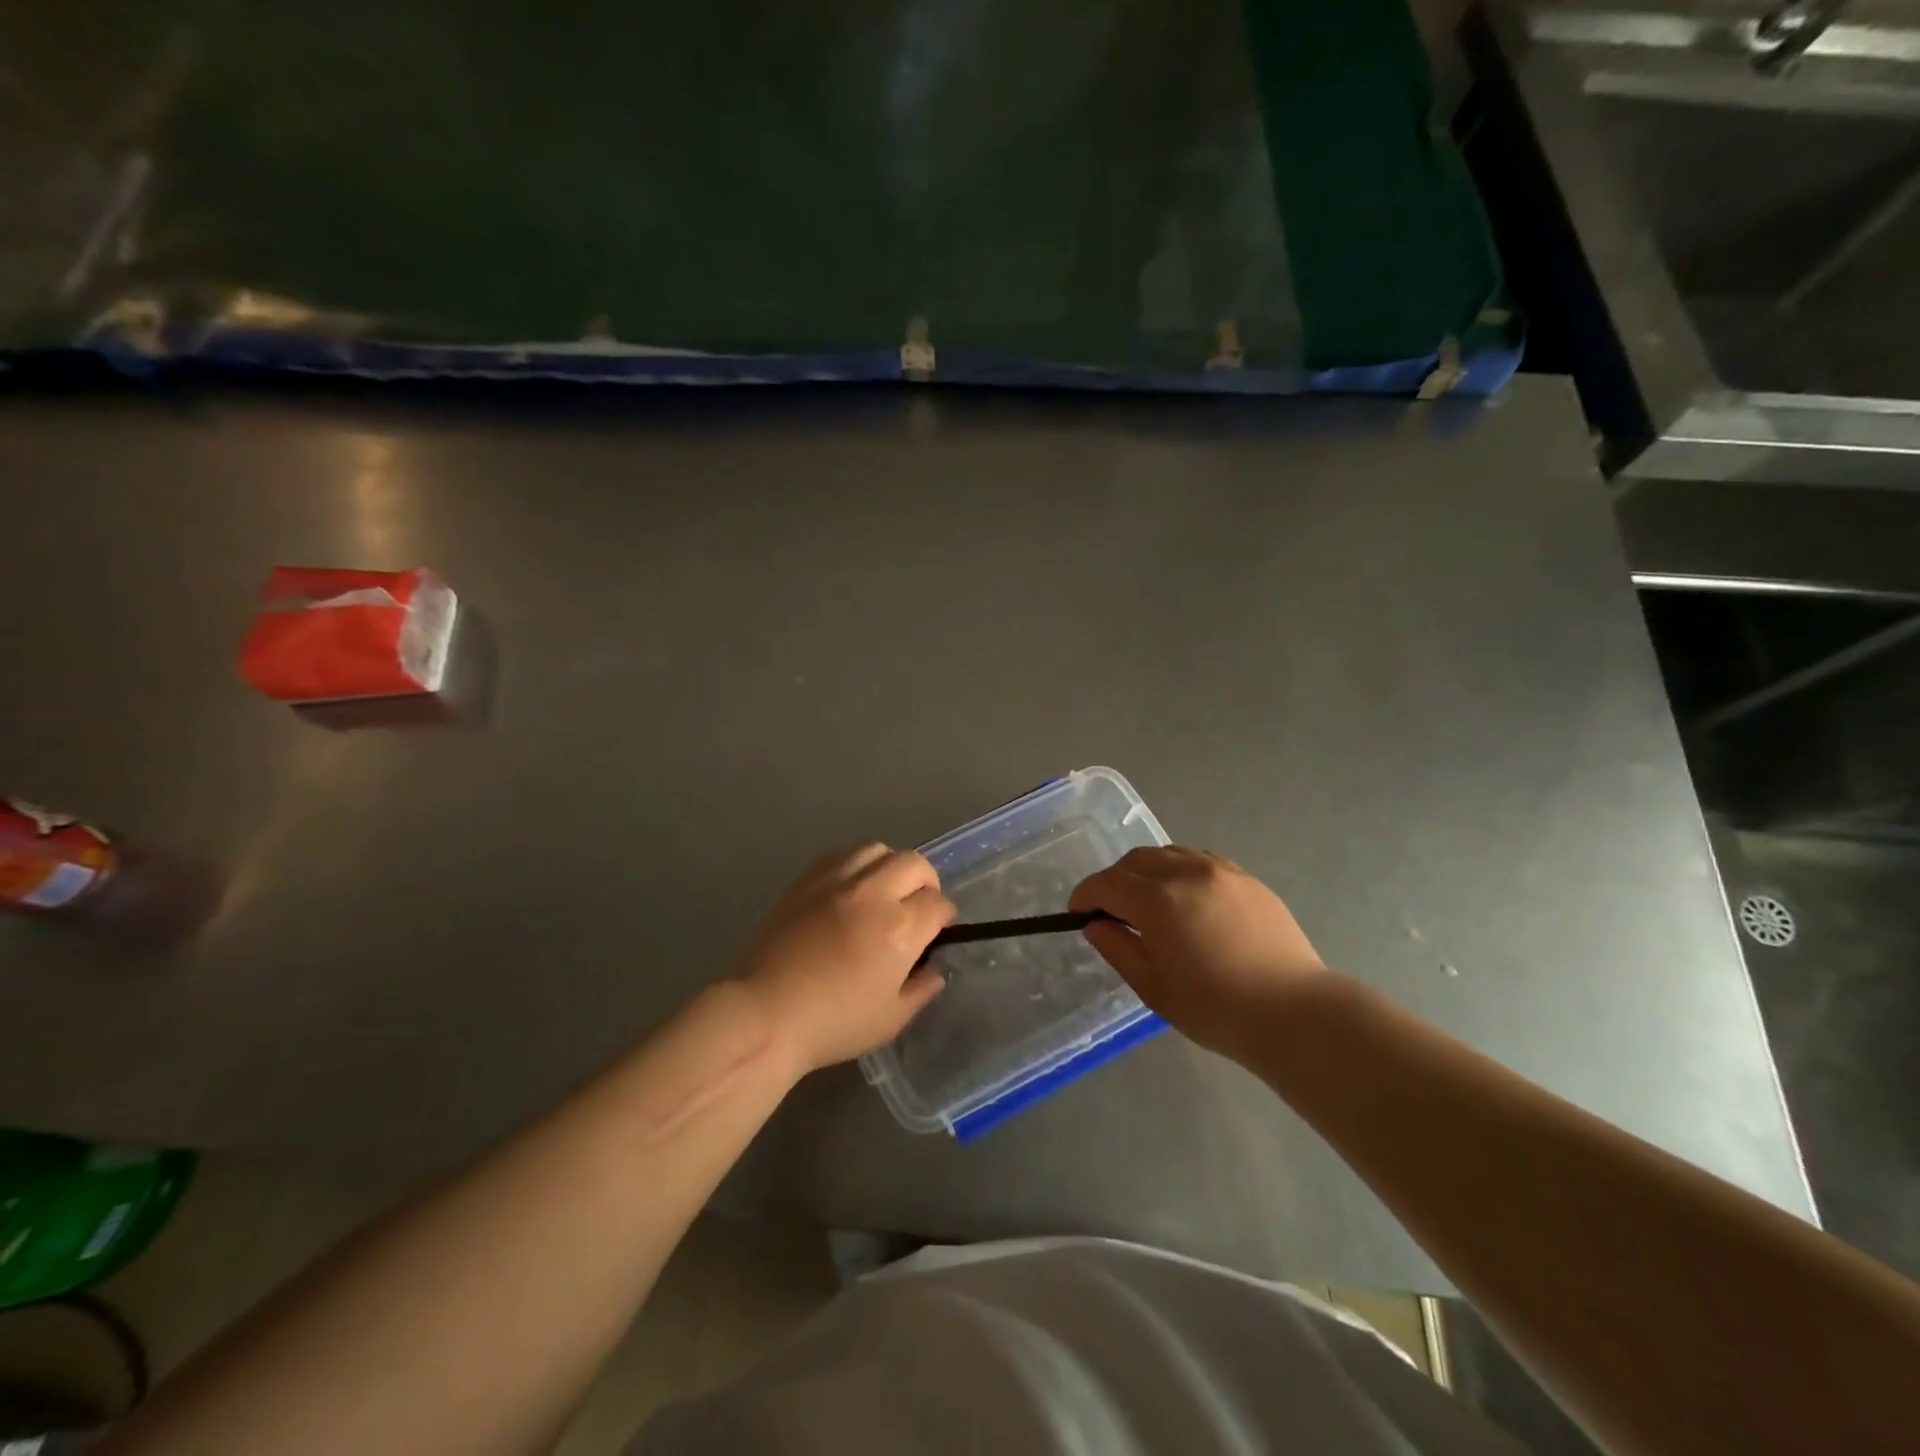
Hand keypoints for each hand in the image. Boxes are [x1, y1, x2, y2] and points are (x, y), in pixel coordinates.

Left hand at [737, 845, 955, 1073]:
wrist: (766, 1013)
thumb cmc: (833, 1023)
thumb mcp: (891, 1019)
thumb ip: (921, 990)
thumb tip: (934, 970)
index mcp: (900, 928)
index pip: (938, 904)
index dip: (944, 918)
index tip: (937, 932)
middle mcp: (873, 894)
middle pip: (915, 864)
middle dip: (926, 883)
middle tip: (917, 907)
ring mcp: (837, 881)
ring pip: (878, 850)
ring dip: (890, 868)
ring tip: (883, 892)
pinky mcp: (807, 879)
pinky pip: (842, 854)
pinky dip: (856, 865)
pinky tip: (850, 889)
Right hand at [1070, 846, 1324, 1061]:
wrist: (1293, 1013)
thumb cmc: (1215, 1008)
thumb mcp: (1153, 987)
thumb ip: (1118, 948)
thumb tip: (1096, 924)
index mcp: (1158, 900)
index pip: (1106, 883)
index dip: (1085, 895)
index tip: (1078, 913)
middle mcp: (1186, 872)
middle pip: (1135, 861)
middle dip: (1115, 881)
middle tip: (1112, 912)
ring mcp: (1221, 871)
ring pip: (1168, 854)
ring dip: (1147, 872)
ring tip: (1149, 904)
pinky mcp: (1247, 879)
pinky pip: (1200, 861)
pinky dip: (1180, 871)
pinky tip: (1186, 900)